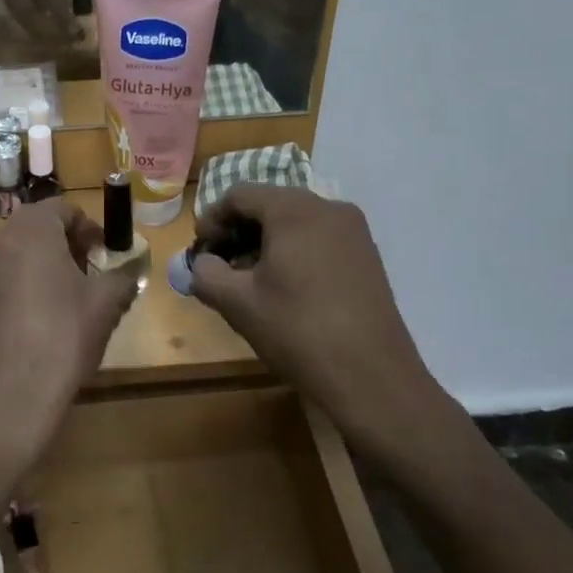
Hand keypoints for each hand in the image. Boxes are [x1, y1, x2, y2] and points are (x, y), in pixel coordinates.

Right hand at [0, 0, 77, 42]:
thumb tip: (69, 15)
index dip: (60, 14)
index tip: (73, 31)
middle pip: (24, 7)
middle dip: (44, 29)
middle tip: (60, 42)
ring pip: (4, 18)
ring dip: (25, 35)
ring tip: (42, 43)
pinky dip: (5, 33)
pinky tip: (20, 38)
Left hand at [0, 198, 138, 477]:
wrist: (7, 399)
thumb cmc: (63, 340)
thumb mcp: (106, 305)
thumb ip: (122, 276)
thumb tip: (129, 269)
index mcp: (30, 231)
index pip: (63, 208)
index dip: (88, 228)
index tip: (103, 254)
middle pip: (34, 229)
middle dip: (62, 246)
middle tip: (85, 276)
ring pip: (10, 255)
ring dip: (35, 266)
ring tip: (57, 301)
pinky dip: (10, 289)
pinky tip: (26, 323)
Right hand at [187, 186, 461, 453]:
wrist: (372, 377)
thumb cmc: (297, 331)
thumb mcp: (237, 303)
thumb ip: (206, 273)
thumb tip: (204, 264)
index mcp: (294, 209)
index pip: (239, 195)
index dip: (212, 219)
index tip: (200, 251)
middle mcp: (328, 208)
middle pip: (269, 205)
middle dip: (238, 231)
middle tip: (220, 266)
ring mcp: (354, 231)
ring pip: (295, 222)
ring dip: (265, 243)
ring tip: (250, 282)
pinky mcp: (367, 255)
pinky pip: (319, 239)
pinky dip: (294, 252)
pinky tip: (285, 289)